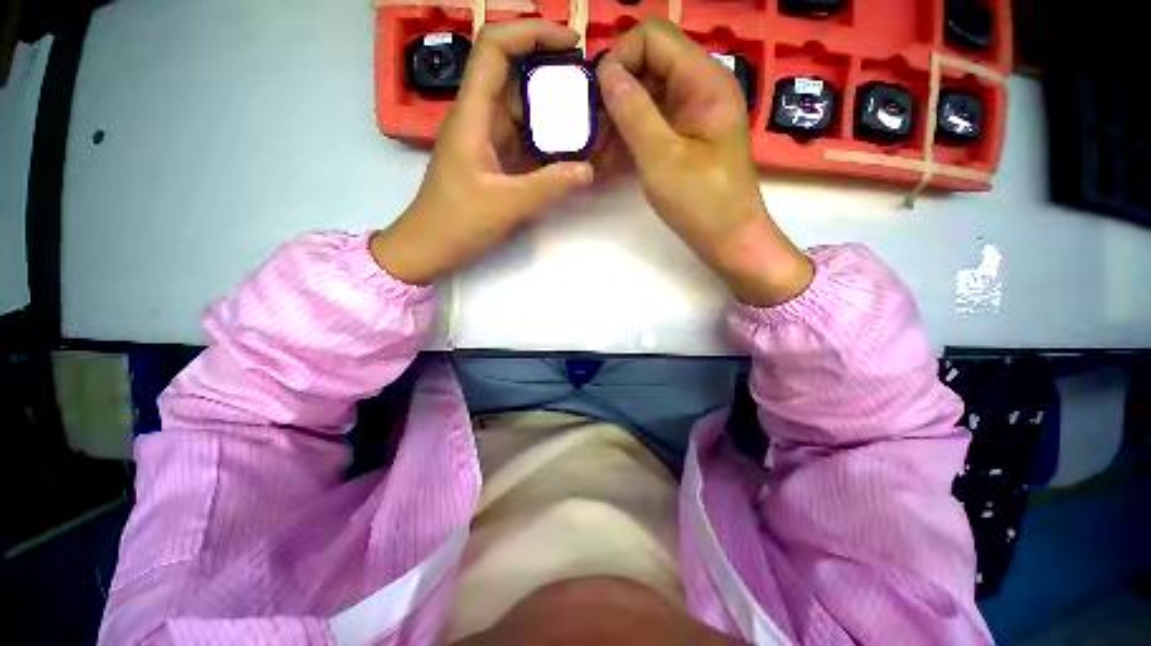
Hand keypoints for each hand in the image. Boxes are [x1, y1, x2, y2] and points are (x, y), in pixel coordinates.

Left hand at [371, 21, 593, 284]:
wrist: (429, 248)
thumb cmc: (456, 223)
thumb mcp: (506, 205)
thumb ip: (549, 187)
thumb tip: (588, 170)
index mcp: (472, 115)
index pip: (495, 49)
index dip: (531, 33)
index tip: (571, 43)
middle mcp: (479, 119)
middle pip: (515, 77)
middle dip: (552, 75)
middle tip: (591, 90)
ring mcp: (487, 142)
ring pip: (523, 112)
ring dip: (553, 112)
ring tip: (588, 119)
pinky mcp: (494, 162)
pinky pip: (524, 141)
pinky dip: (547, 141)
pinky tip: (569, 151)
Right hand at [597, 18, 812, 305]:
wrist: (729, 239)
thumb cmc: (701, 202)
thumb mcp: (662, 157)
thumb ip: (633, 111)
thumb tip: (605, 73)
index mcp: (703, 80)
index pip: (652, 36)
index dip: (619, 58)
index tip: (597, 100)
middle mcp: (699, 87)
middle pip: (646, 64)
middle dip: (614, 92)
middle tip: (590, 130)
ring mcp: (691, 114)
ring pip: (645, 96)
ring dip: (617, 118)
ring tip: (596, 151)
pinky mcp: (684, 138)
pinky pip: (651, 123)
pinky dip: (628, 136)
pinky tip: (608, 159)